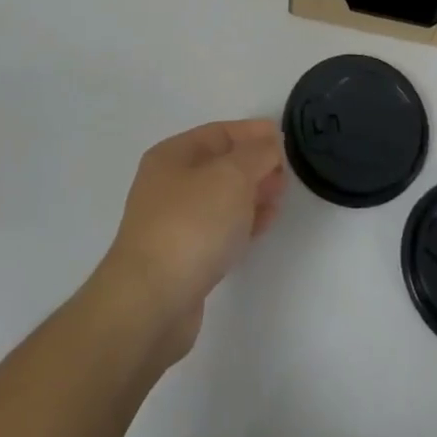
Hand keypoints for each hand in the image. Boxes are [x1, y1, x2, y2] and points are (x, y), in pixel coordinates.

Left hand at [96, 119, 286, 359]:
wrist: (151, 303)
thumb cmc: (192, 225)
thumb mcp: (232, 176)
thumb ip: (257, 154)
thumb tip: (269, 145)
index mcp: (172, 155)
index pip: (219, 133)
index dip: (253, 133)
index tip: (284, 140)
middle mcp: (168, 184)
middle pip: (219, 165)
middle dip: (254, 166)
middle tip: (285, 175)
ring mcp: (172, 223)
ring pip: (220, 198)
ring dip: (251, 195)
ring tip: (278, 201)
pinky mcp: (181, 258)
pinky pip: (217, 228)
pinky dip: (241, 222)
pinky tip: (260, 227)